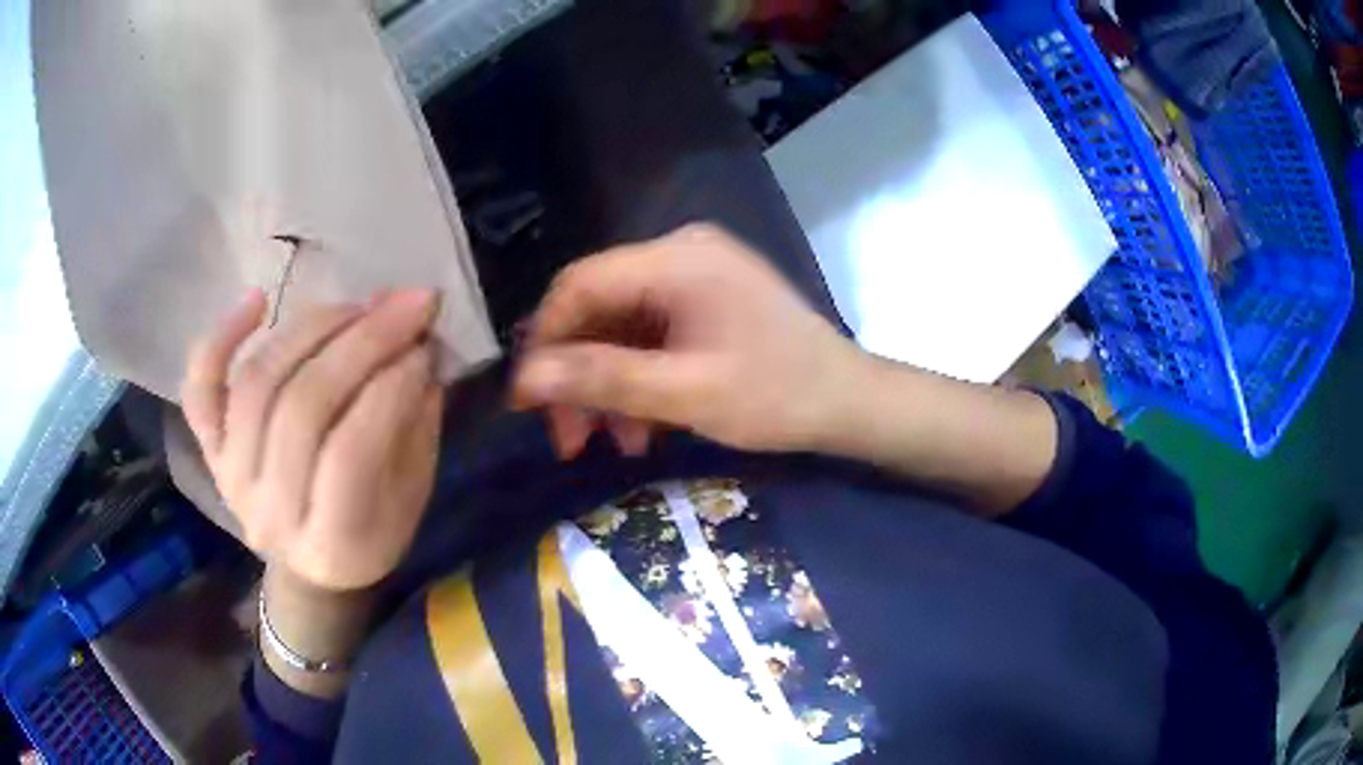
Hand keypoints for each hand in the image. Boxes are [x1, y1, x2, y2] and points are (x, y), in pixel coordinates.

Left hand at [182, 289, 443, 591]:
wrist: (308, 569)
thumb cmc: (371, 536)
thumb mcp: (412, 497)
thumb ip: (413, 424)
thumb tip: (415, 341)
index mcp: (332, 547)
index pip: (350, 456)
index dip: (389, 390)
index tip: (425, 345)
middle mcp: (269, 515)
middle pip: (301, 409)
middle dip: (360, 343)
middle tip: (406, 305)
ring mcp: (231, 477)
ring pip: (258, 384)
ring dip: (311, 330)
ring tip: (356, 306)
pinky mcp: (209, 450)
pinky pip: (201, 388)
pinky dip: (221, 338)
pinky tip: (258, 299)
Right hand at [512, 224, 866, 456]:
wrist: (850, 403)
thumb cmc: (778, 395)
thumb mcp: (686, 393)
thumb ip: (602, 380)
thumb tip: (524, 378)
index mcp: (677, 259)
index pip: (579, 285)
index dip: (544, 341)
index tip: (528, 401)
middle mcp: (679, 254)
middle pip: (598, 309)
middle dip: (579, 376)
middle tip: (571, 439)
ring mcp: (695, 276)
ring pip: (621, 328)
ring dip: (608, 386)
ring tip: (614, 443)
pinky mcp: (705, 301)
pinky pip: (650, 335)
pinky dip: (639, 380)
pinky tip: (644, 426)